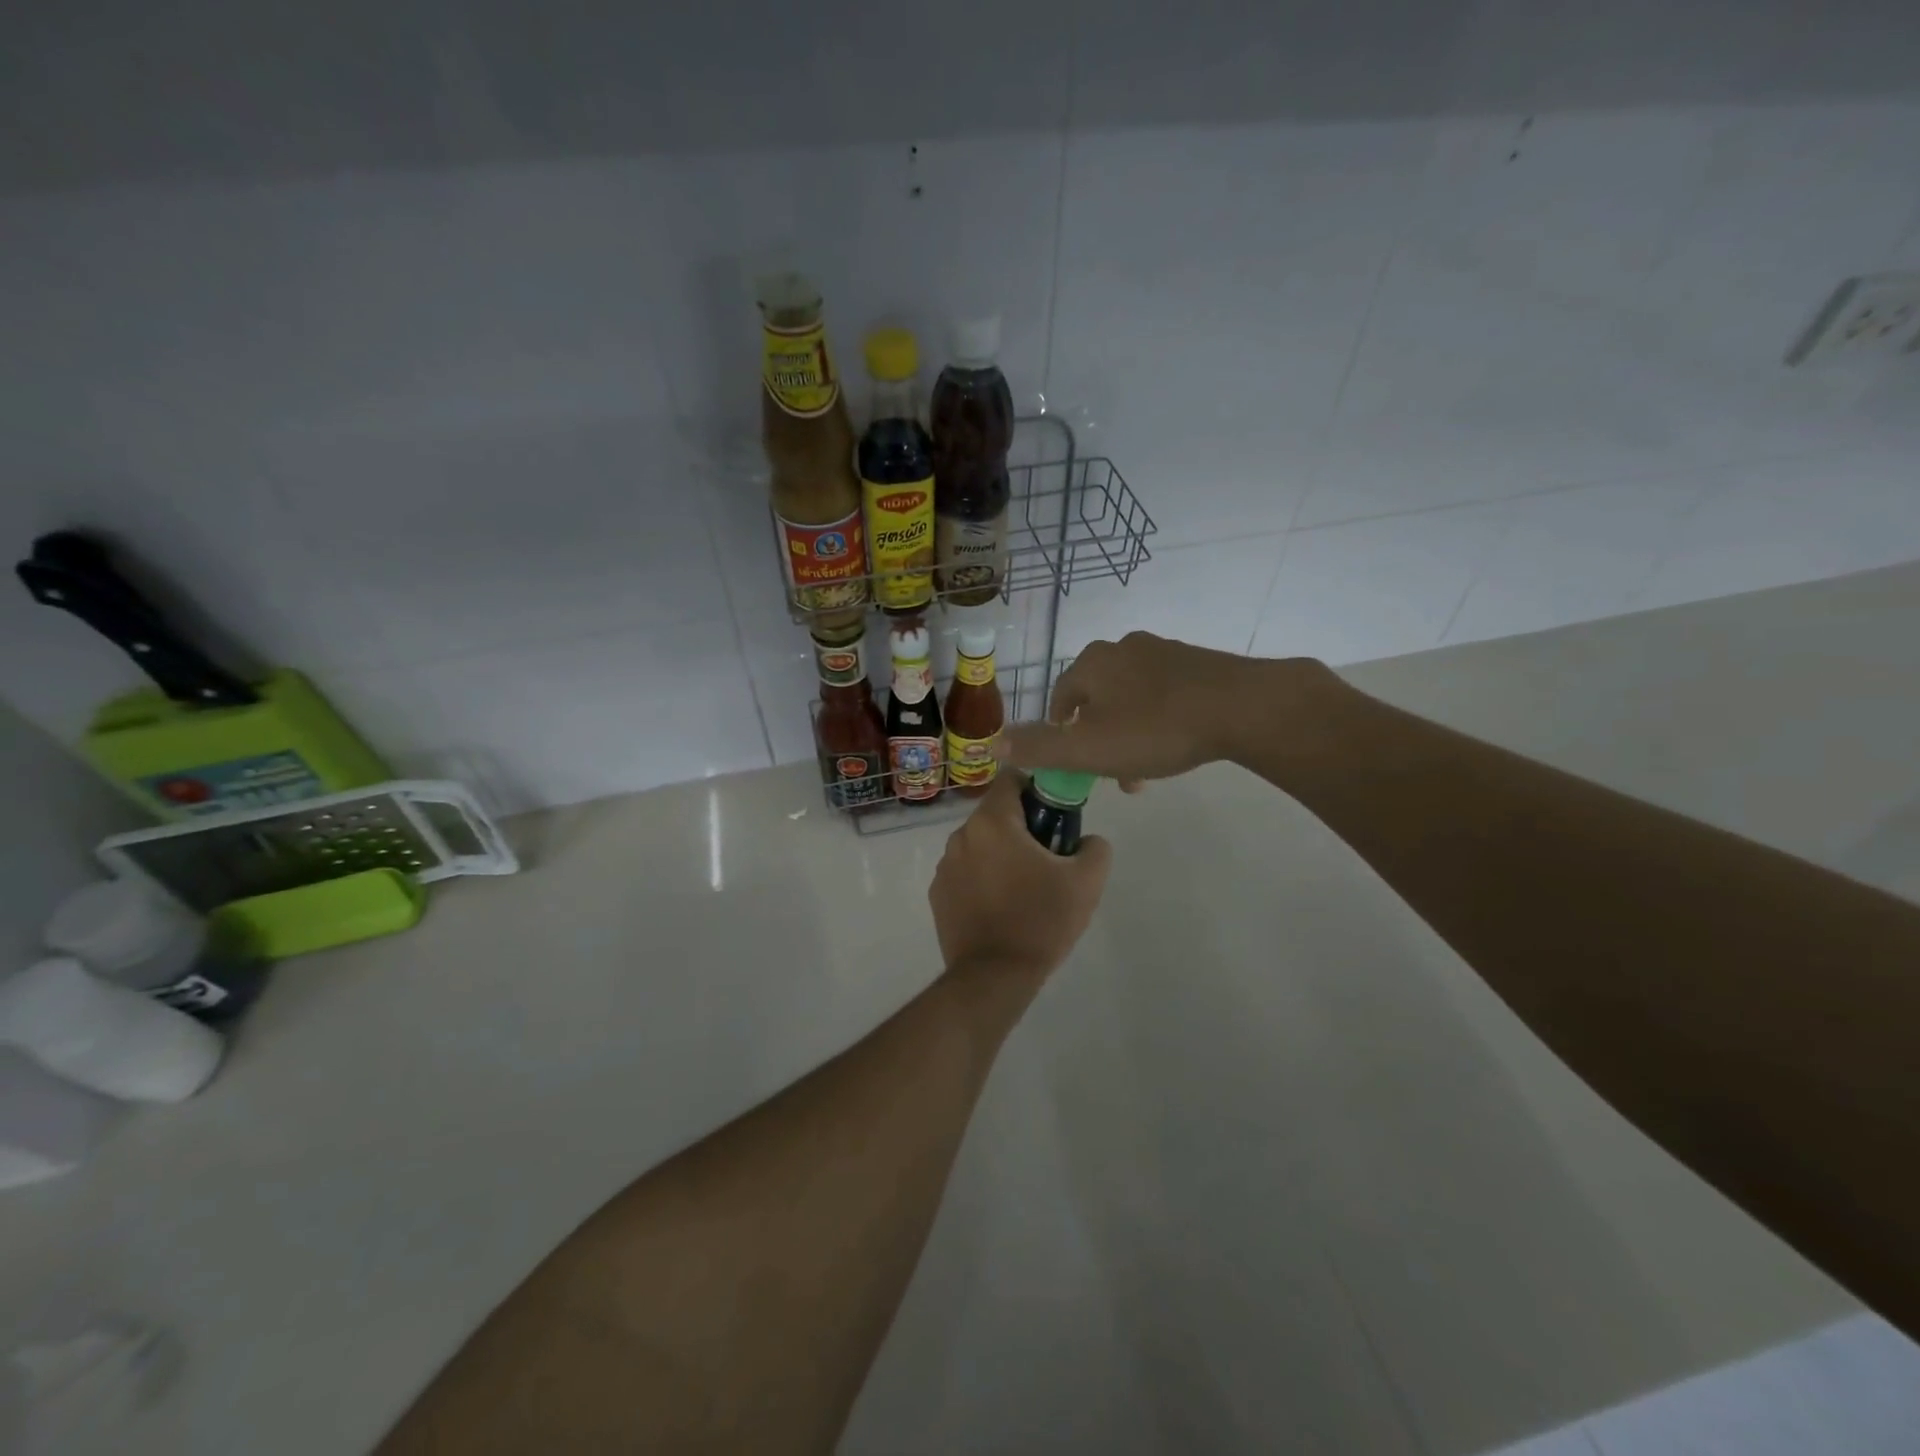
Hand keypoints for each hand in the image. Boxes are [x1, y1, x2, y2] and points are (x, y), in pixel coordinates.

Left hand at [928, 771, 1111, 982]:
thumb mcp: (1086, 882)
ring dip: (1001, 854)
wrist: (994, 976)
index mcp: (992, 822)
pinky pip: (966, 872)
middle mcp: (961, 835)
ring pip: (980, 844)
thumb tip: (1086, 840)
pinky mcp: (938, 894)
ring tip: (1026, 888)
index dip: (1036, 788)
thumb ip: (1095, 847)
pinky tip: (1002, 908)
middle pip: (996, 814)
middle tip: (1049, 858)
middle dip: (1022, 827)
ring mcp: (944, 866)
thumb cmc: (1041, 920)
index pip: (1011, 778)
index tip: (1054, 815)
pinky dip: (983, 879)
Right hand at [999, 632, 1342, 784]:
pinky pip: (1163, 692)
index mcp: (1091, 663)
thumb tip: (993, 743)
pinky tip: (1176, 741)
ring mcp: (1162, 651)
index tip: (1073, 763)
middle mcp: (1122, 648)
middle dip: (1098, 737)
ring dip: (1129, 731)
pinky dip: (1159, 718)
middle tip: (1113, 773)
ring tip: (1147, 767)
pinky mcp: (1197, 662)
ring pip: (1130, 697)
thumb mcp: (1088, 748)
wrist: (1242, 707)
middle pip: (1096, 698)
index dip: (1060, 732)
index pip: (1060, 698)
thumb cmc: (1156, 729)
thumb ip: (1039, 747)